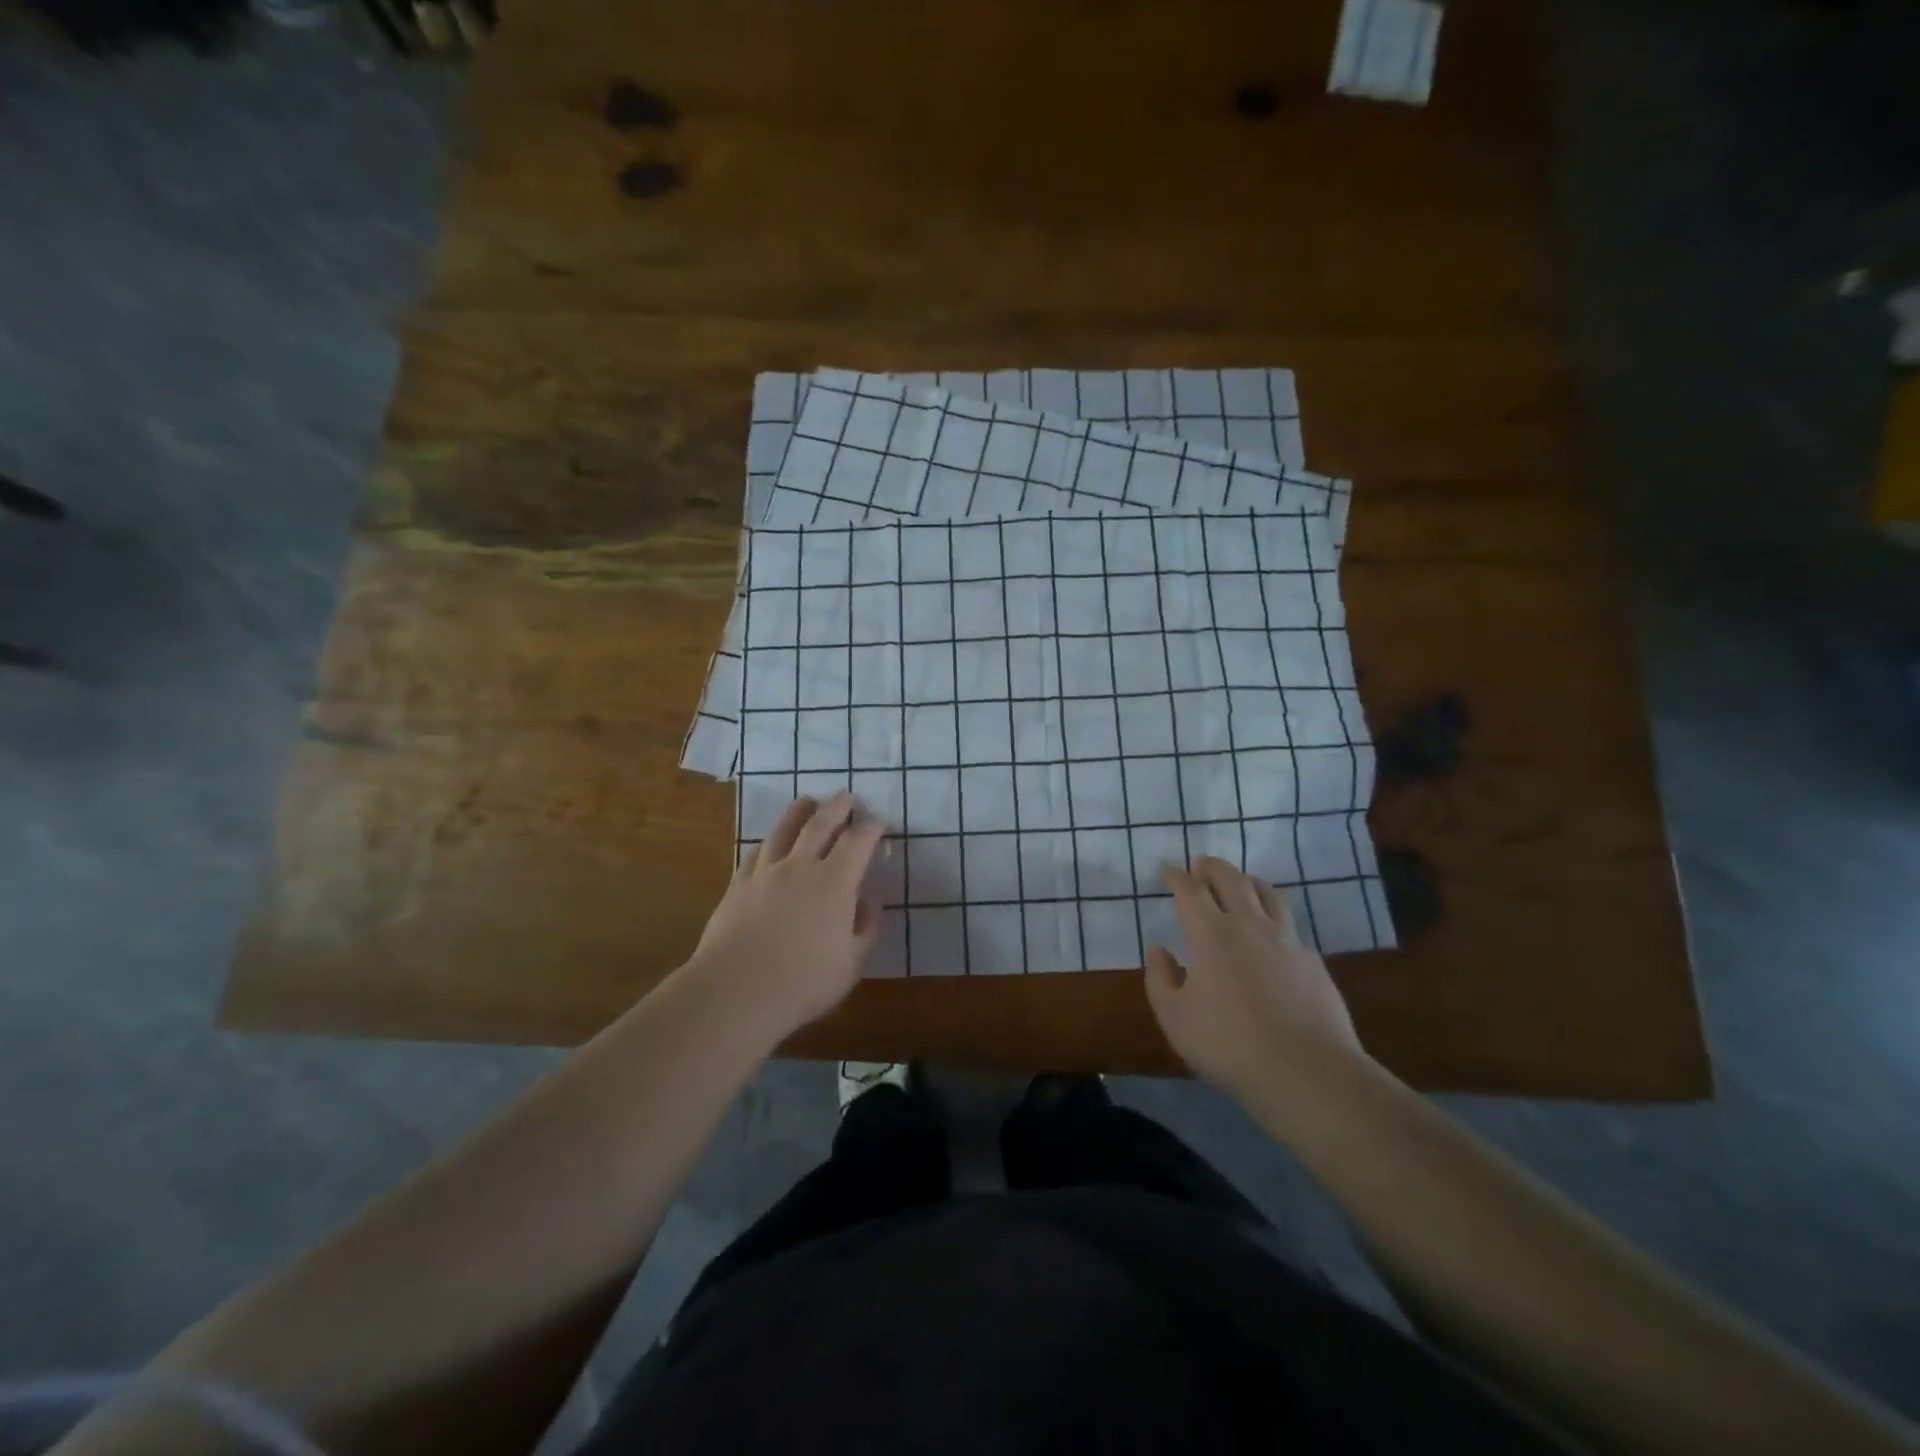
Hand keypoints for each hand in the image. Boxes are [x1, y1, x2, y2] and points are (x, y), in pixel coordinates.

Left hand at [685, 793, 887, 1037]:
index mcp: (835, 882)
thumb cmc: (803, 982)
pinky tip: (770, 841)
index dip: (872, 827)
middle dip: (838, 806)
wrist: (736, 991)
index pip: (859, 841)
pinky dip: (770, 840)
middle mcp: (801, 866)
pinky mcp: (739, 884)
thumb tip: (868, 901)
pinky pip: (757, 851)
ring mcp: (766, 872)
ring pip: (785, 828)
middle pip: (821, 823)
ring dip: (801, 811)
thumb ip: (865, 928)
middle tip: (847, 797)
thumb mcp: (851, 964)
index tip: (880, 822)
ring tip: (809, 802)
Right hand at [1144, 857, 1366, 1101]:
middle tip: (1201, 864)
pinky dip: (1274, 915)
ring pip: (1267, 893)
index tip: (1167, 869)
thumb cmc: (1228, 1044)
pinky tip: (1273, 931)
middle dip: (1212, 867)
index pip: (1189, 890)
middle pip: (1231, 879)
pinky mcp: (1313, 960)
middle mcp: (1249, 925)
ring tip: (1240, 883)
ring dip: (1247, 881)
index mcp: (1210, 933)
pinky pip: (1290, 924)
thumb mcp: (1175, 1018)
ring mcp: (1286, 940)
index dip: (1175, 876)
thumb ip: (1160, 979)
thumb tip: (1159, 950)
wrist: (1306, 1072)